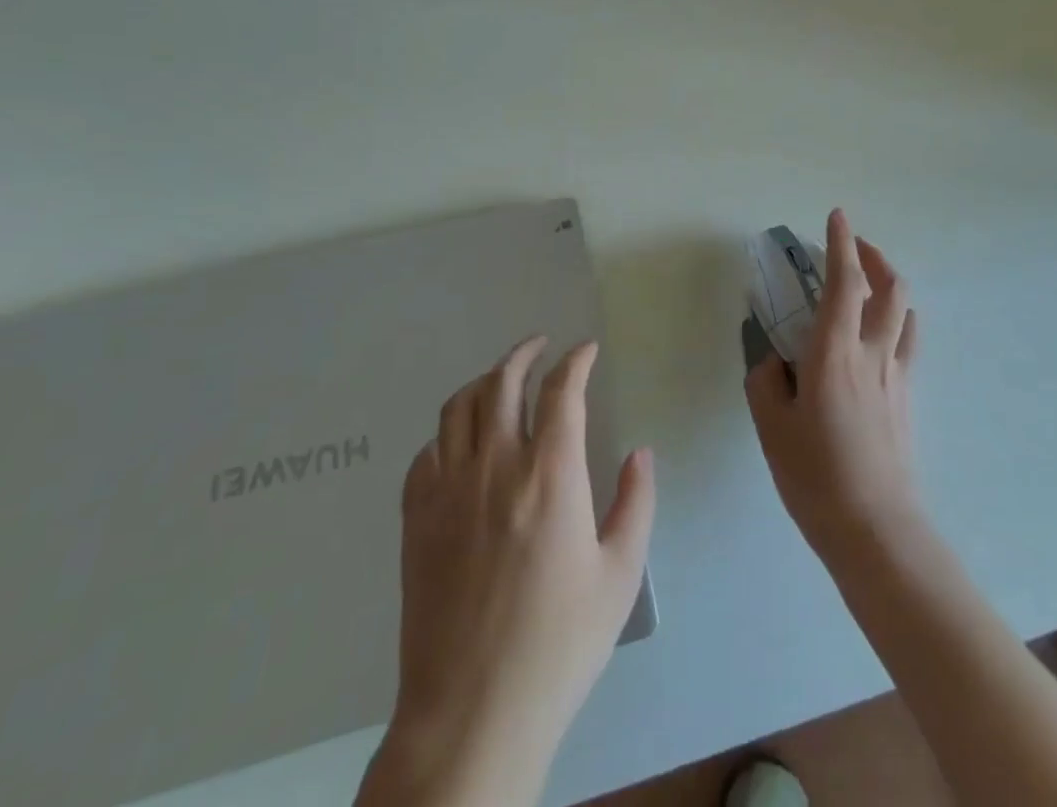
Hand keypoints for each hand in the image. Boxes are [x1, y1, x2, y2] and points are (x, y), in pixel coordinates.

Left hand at [360, 338, 654, 806]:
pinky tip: (461, 443)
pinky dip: (448, 432)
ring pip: (458, 407)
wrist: (473, 712)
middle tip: (541, 345)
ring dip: (483, 382)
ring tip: (501, 380)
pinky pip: (427, 452)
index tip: (587, 349)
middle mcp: (496, 466)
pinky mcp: (416, 519)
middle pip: (502, 382)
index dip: (577, 360)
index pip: (562, 390)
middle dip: (524, 353)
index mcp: (551, 475)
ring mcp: (448, 490)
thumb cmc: (559, 644)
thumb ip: (636, 503)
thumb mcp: (619, 575)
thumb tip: (641, 452)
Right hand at [746, 208, 923, 570]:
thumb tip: (774, 360)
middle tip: (852, 247)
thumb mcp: (772, 426)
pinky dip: (896, 318)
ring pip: (905, 311)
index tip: (836, 216)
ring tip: (868, 282)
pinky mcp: (907, 397)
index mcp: (834, 352)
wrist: (876, 529)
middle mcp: (873, 352)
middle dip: (873, 256)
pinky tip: (880, 332)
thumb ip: (766, 381)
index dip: (840, 244)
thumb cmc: (816, 475)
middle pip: (889, 287)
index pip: (845, 282)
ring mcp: (897, 374)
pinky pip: (908, 341)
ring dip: (889, 284)